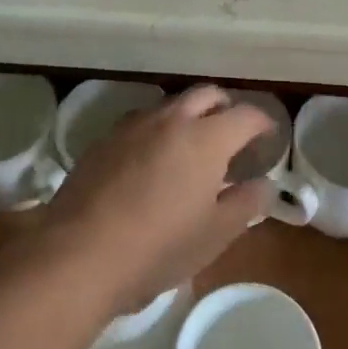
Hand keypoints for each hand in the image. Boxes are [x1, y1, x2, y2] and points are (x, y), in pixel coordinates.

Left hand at [43, 85, 276, 311]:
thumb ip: (246, 204)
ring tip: (191, 146)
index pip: (245, 115)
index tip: (268, 136)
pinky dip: (157, 130)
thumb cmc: (158, 247)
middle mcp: (171, 119)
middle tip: (232, 132)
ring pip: (170, 105)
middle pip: (206, 94)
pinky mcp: (103, 140)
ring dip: (188, 115)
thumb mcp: (215, 235)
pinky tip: (152, 160)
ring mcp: (133, 126)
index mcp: (206, 138)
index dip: (262, 122)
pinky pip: (140, 122)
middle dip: (225, 107)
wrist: (79, 254)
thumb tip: (265, 185)